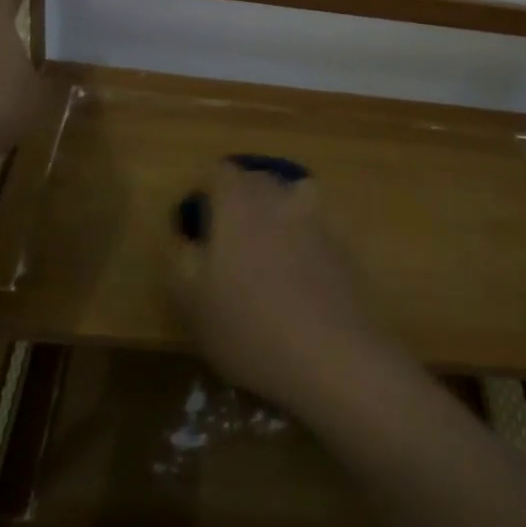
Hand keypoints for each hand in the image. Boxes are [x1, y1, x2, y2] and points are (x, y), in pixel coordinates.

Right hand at [168, 163, 398, 414]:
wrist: (329, 355)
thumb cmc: (247, 325)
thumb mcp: (190, 298)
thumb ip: (182, 256)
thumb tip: (188, 236)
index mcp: (239, 203)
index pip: (220, 171)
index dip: (206, 191)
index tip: (199, 223)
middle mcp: (279, 198)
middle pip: (257, 179)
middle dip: (240, 198)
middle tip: (229, 240)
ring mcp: (317, 218)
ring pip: (293, 195)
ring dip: (278, 210)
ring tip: (269, 248)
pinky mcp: (343, 244)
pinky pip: (316, 226)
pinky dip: (305, 238)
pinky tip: (300, 276)